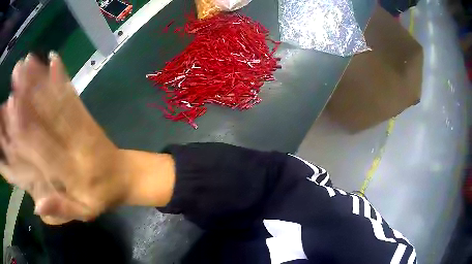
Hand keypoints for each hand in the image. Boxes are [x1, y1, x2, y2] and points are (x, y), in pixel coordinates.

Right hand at [0, 53, 128, 224]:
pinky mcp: (87, 116)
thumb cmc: (102, 197)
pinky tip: (54, 59)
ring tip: (29, 60)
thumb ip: (61, 209)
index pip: (42, 147)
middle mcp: (74, 144)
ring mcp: (82, 126)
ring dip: (41, 77)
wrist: (126, 177)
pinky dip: (61, 76)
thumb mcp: (84, 212)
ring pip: (58, 100)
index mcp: (72, 172)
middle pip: (48, 115)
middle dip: (29, 91)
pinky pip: (72, 95)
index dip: (25, 127)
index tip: (12, 105)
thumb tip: (36, 206)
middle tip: (17, 71)